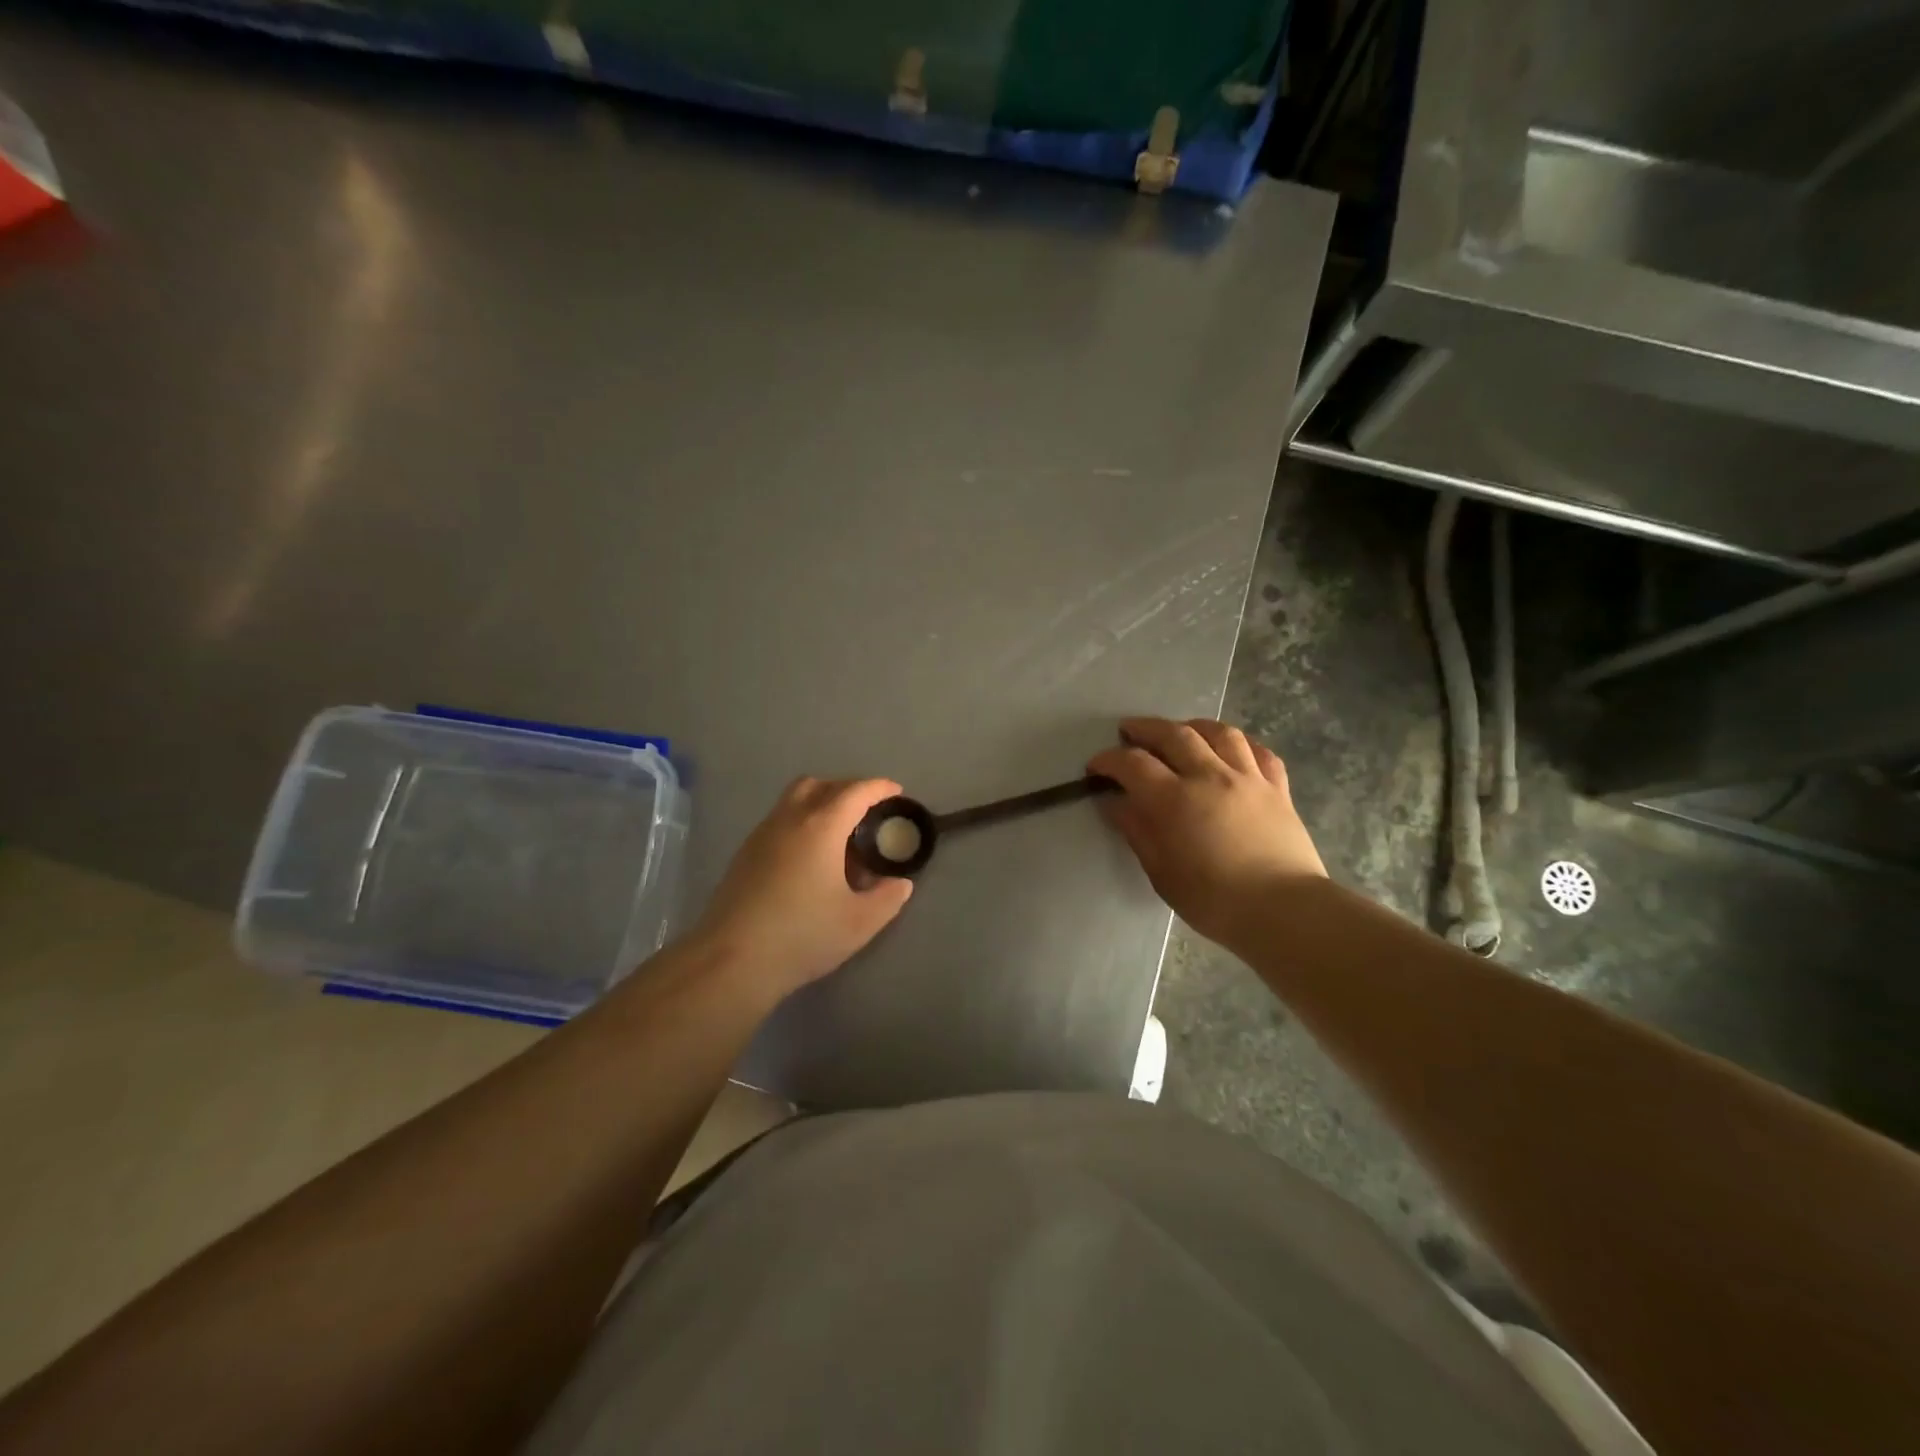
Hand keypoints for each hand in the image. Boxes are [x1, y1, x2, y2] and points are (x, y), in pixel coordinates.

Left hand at [691, 777, 913, 997]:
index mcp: (821, 827)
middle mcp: (789, 820)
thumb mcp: (859, 922)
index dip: (879, 788)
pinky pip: (779, 820)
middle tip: (867, 810)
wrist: (731, 961)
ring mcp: (762, 835)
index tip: (896, 791)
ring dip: (821, 802)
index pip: (855, 792)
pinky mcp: (745, 854)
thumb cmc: (802, 936)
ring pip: (794, 799)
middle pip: (820, 785)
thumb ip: (887, 898)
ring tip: (840, 833)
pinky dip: (801, 822)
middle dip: (847, 788)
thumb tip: (900, 883)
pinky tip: (810, 857)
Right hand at [1087, 717, 1325, 950]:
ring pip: (1220, 733)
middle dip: (1146, 728)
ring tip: (1181, 730)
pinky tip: (1232, 749)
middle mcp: (1209, 776)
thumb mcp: (1161, 873)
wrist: (1284, 910)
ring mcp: (1248, 778)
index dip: (1109, 760)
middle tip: (1129, 731)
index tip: (1096, 766)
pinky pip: (1260, 752)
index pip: (1133, 764)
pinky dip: (1241, 744)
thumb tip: (1117, 803)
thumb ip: (1138, 831)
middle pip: (1174, 734)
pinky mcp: (1278, 789)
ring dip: (1193, 726)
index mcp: (1174, 799)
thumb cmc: (1214, 900)